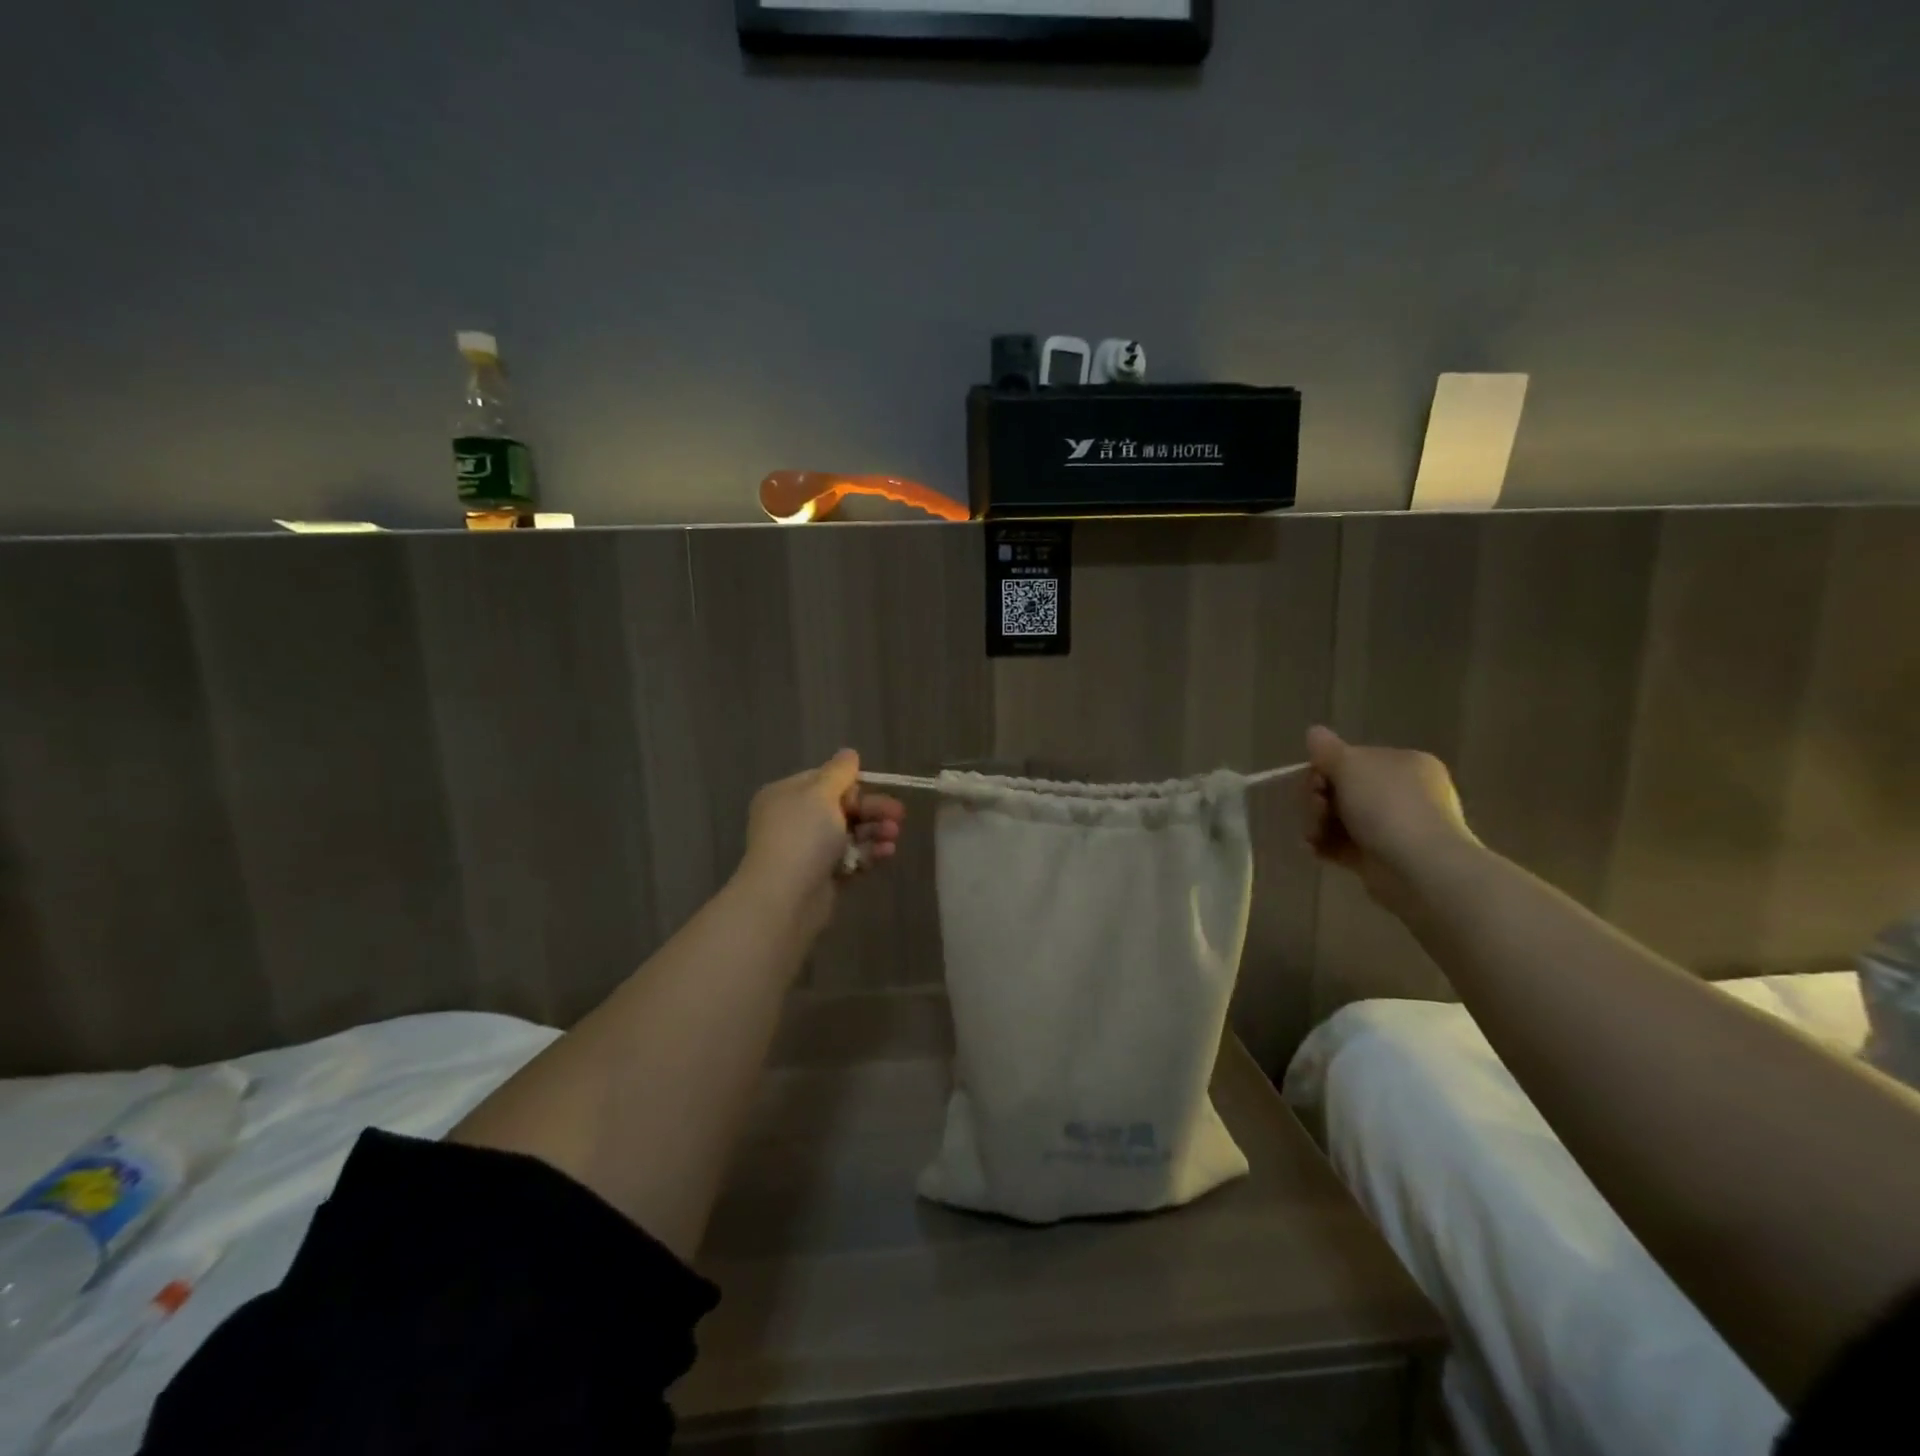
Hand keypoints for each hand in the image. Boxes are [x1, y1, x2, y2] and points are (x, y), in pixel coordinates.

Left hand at [736, 750, 904, 937]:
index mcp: (786, 795)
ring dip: (875, 831)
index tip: (876, 787)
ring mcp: (808, 850)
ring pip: (850, 833)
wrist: (786, 897)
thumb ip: (839, 772)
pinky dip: (869, 853)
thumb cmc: (803, 836)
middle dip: (872, 809)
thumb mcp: (821, 793)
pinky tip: (887, 853)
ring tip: (893, 836)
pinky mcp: (823, 876)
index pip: (824, 780)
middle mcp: (795, 820)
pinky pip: (851, 858)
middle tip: (899, 814)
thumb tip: (849, 753)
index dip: (853, 784)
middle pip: (841, 807)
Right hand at [1302, 726, 1477, 912]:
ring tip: (1314, 834)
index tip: (1314, 781)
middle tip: (1316, 808)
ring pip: (1341, 819)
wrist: (1419, 866)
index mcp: (1405, 763)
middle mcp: (1404, 793)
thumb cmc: (1387, 806)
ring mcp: (1395, 828)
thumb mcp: (1350, 765)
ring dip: (1318, 823)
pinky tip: (1315, 849)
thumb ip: (1327, 749)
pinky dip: (1326, 846)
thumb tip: (1314, 732)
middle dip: (1319, 798)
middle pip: (1344, 790)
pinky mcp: (1382, 858)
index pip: (1355, 760)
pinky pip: (1344, 845)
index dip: (1326, 768)